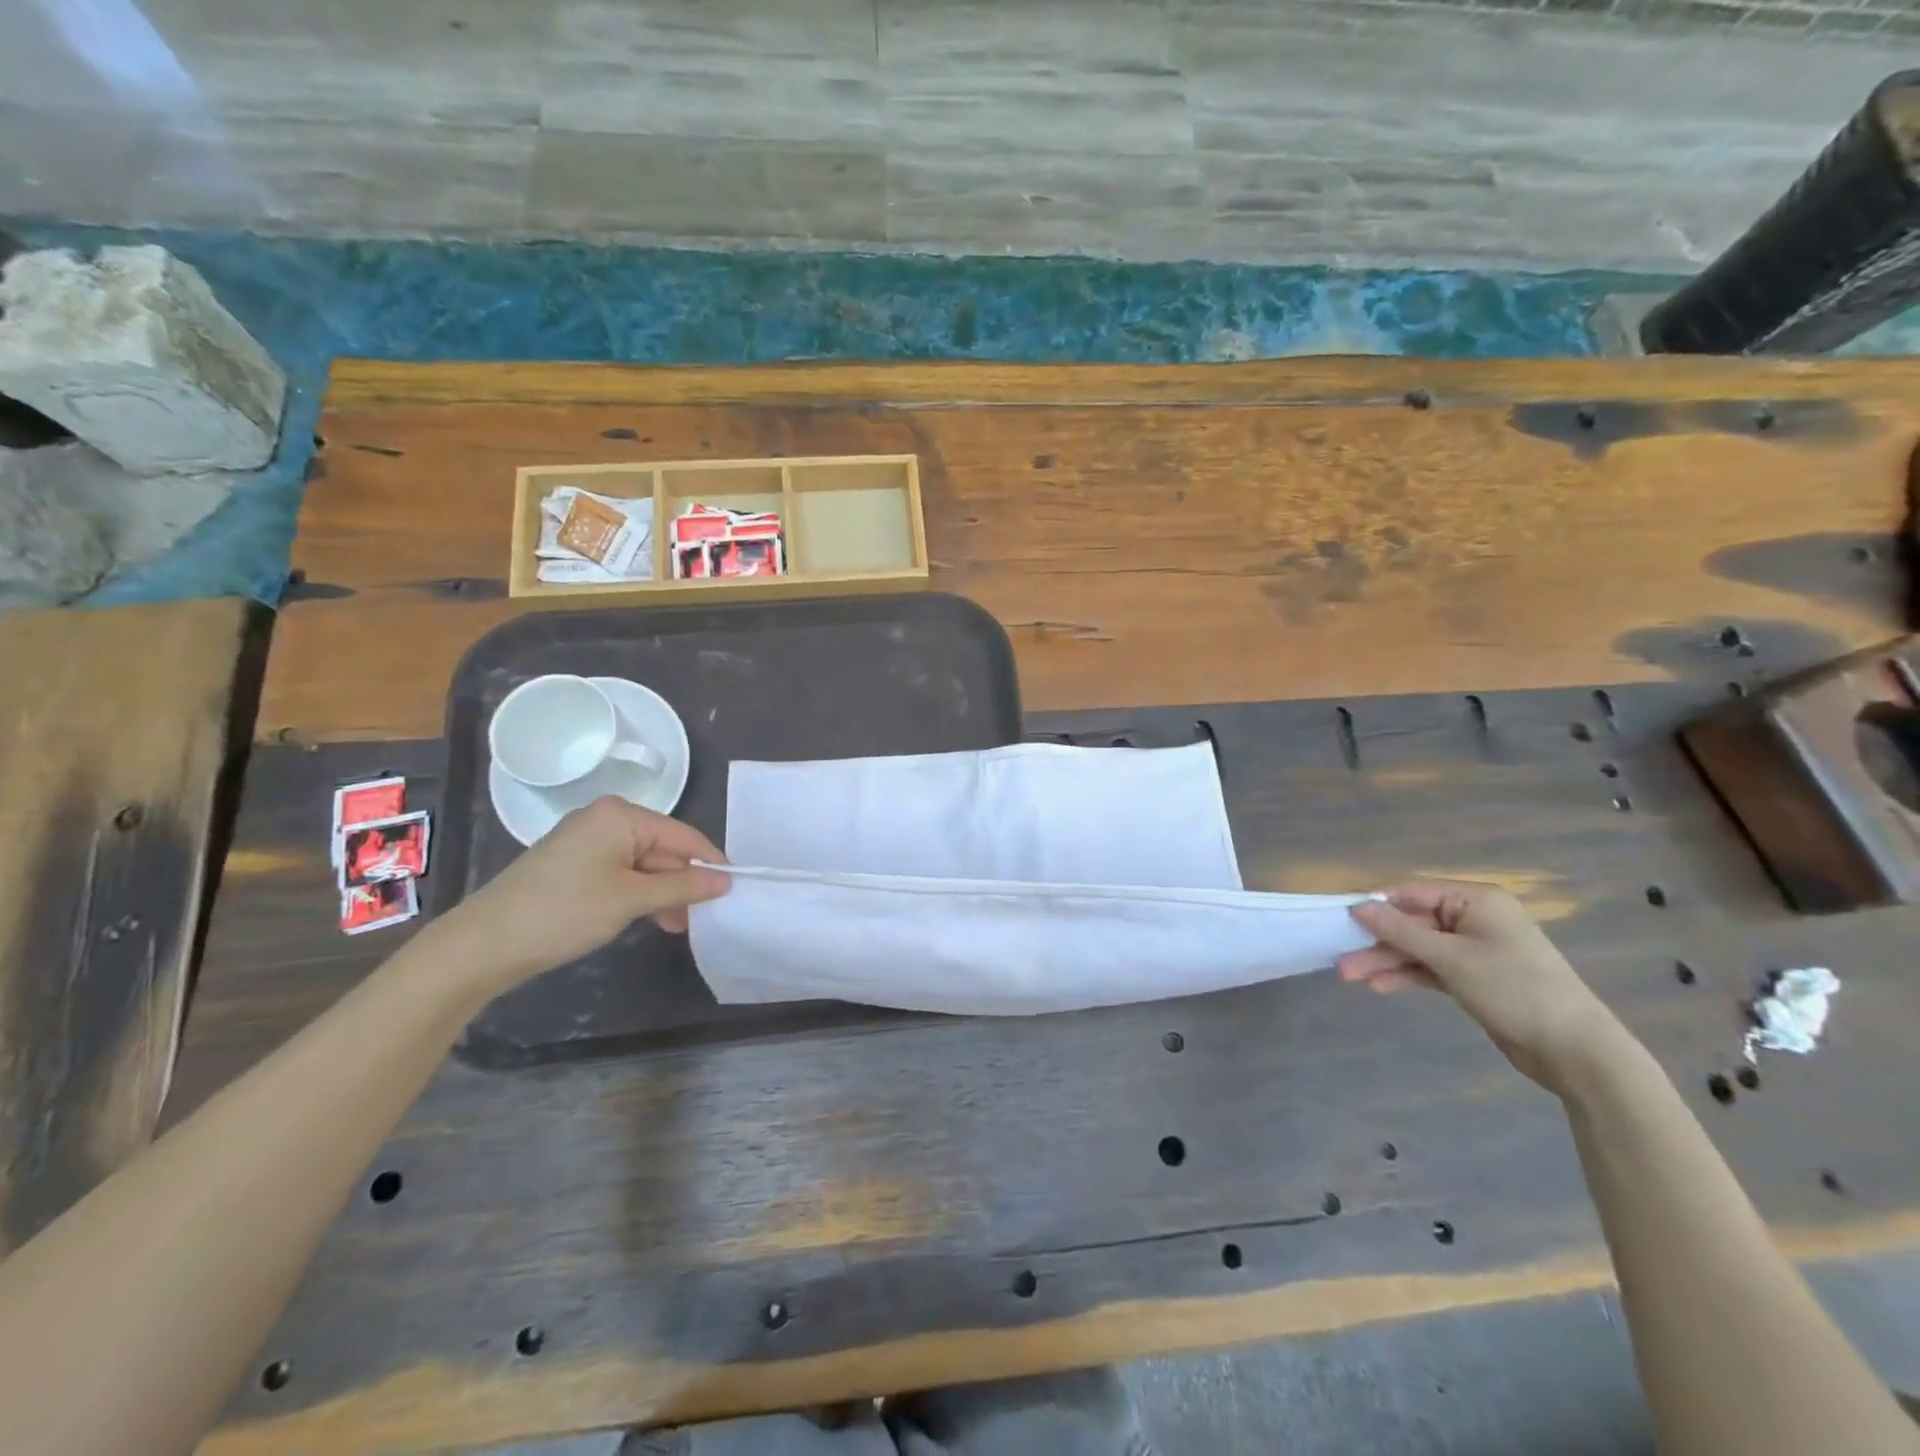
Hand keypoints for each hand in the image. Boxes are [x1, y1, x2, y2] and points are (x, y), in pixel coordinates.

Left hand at [429, 797, 729, 994]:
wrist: (483, 944)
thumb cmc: (564, 912)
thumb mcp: (631, 899)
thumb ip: (683, 886)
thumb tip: (726, 880)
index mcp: (621, 815)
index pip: (683, 835)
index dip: (711, 862)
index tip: (736, 889)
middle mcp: (605, 818)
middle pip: (664, 848)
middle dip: (684, 882)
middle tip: (704, 917)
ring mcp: (587, 841)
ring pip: (644, 864)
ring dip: (664, 893)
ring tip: (679, 926)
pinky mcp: (574, 864)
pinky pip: (622, 872)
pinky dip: (640, 894)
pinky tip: (653, 919)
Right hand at [1337, 879, 1625, 1094]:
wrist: (1575, 1051)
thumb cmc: (1515, 990)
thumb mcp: (1451, 959)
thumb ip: (1400, 931)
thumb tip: (1356, 905)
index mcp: (1476, 900)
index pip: (1412, 892)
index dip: (1374, 904)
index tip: (1338, 917)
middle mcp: (1474, 918)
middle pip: (1412, 922)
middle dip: (1377, 941)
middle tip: (1341, 958)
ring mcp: (1474, 948)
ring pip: (1417, 947)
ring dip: (1385, 960)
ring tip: (1350, 976)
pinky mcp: (1474, 976)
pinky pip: (1430, 967)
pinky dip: (1406, 974)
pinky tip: (1379, 985)